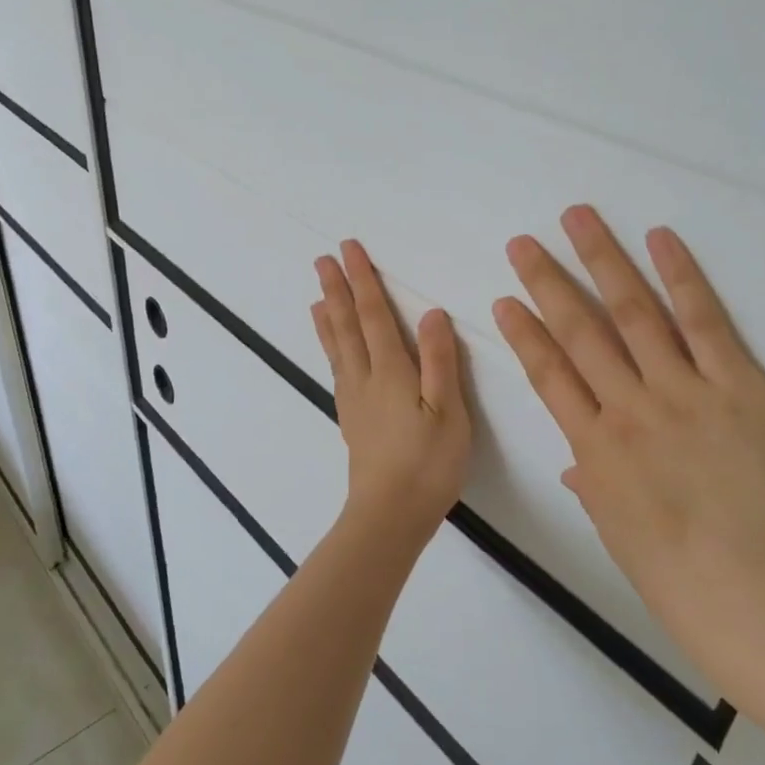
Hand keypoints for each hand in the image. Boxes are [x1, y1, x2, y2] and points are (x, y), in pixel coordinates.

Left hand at [313, 240, 471, 541]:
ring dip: (328, 317)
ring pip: (336, 348)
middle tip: (322, 260)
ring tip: (317, 296)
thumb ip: (440, 361)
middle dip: (337, 290)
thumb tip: (431, 314)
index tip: (349, 250)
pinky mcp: (352, 420)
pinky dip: (330, 349)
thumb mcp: (448, 412)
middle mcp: (365, 379)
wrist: (390, 515)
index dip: (363, 280)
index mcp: (391, 371)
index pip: (373, 315)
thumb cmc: (428, 463)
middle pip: (347, 326)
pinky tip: (333, 351)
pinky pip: (337, 370)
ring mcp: (354, 400)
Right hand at [492, 205, 764, 659]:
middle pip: (581, 332)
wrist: (754, 587)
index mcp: (594, 447)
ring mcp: (681, 391)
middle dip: (548, 283)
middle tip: (523, 243)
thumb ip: (593, 482)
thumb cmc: (676, 573)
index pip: (548, 375)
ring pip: (633, 313)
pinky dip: (681, 277)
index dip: (524, 334)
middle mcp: (628, 407)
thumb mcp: (616, 528)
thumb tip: (577, 461)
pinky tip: (659, 238)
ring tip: (577, 218)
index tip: (504, 300)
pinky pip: (704, 323)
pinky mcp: (735, 385)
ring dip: (602, 261)